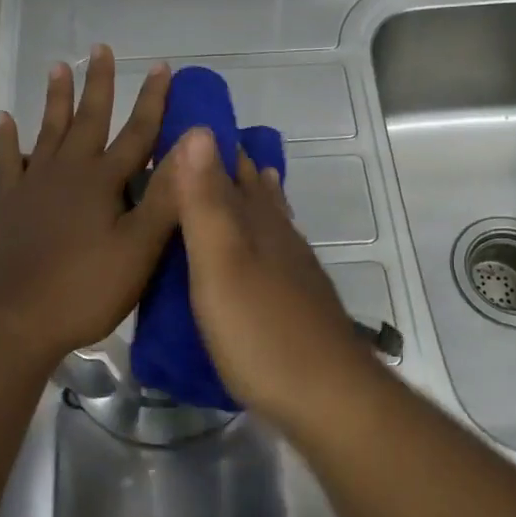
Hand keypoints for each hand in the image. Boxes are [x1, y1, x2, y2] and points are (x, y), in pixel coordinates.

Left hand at [0, 46, 178, 365]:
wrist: (16, 320)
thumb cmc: (86, 288)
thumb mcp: (139, 248)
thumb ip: (165, 195)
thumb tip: (193, 143)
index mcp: (103, 181)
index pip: (136, 132)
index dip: (153, 100)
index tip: (161, 67)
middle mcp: (68, 171)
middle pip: (88, 119)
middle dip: (99, 83)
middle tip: (100, 48)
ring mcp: (35, 185)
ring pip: (48, 131)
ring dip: (55, 98)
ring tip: (58, 67)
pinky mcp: (10, 204)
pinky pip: (9, 161)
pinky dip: (7, 139)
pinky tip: (4, 118)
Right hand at [167, 127, 368, 427]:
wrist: (327, 395)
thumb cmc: (260, 329)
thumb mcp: (219, 262)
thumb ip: (206, 200)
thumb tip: (200, 130)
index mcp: (254, 223)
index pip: (229, 170)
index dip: (209, 146)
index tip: (189, 121)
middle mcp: (278, 236)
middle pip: (254, 190)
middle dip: (233, 165)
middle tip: (207, 144)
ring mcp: (294, 269)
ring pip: (272, 217)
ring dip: (257, 193)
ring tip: (250, 173)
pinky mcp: (300, 299)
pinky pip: (281, 247)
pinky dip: (272, 231)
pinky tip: (275, 243)